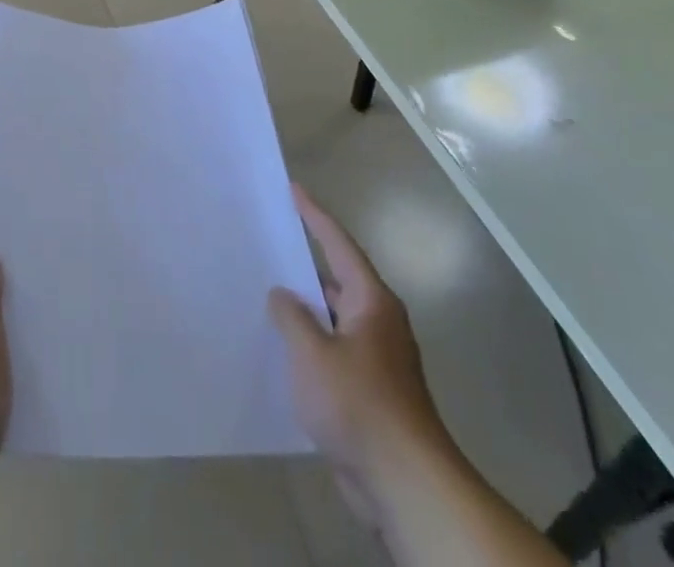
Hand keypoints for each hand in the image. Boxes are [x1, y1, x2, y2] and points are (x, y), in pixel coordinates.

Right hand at [270, 186, 443, 524]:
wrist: (406, 483)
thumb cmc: (358, 404)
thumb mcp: (312, 353)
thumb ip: (292, 317)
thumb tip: (282, 295)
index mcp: (370, 301)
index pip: (338, 244)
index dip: (314, 216)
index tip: (294, 189)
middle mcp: (378, 321)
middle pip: (337, 278)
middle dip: (306, 262)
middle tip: (271, 241)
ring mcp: (377, 358)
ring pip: (335, 317)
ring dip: (307, 307)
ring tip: (268, 293)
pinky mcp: (371, 390)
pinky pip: (335, 349)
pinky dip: (312, 342)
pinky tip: (285, 350)